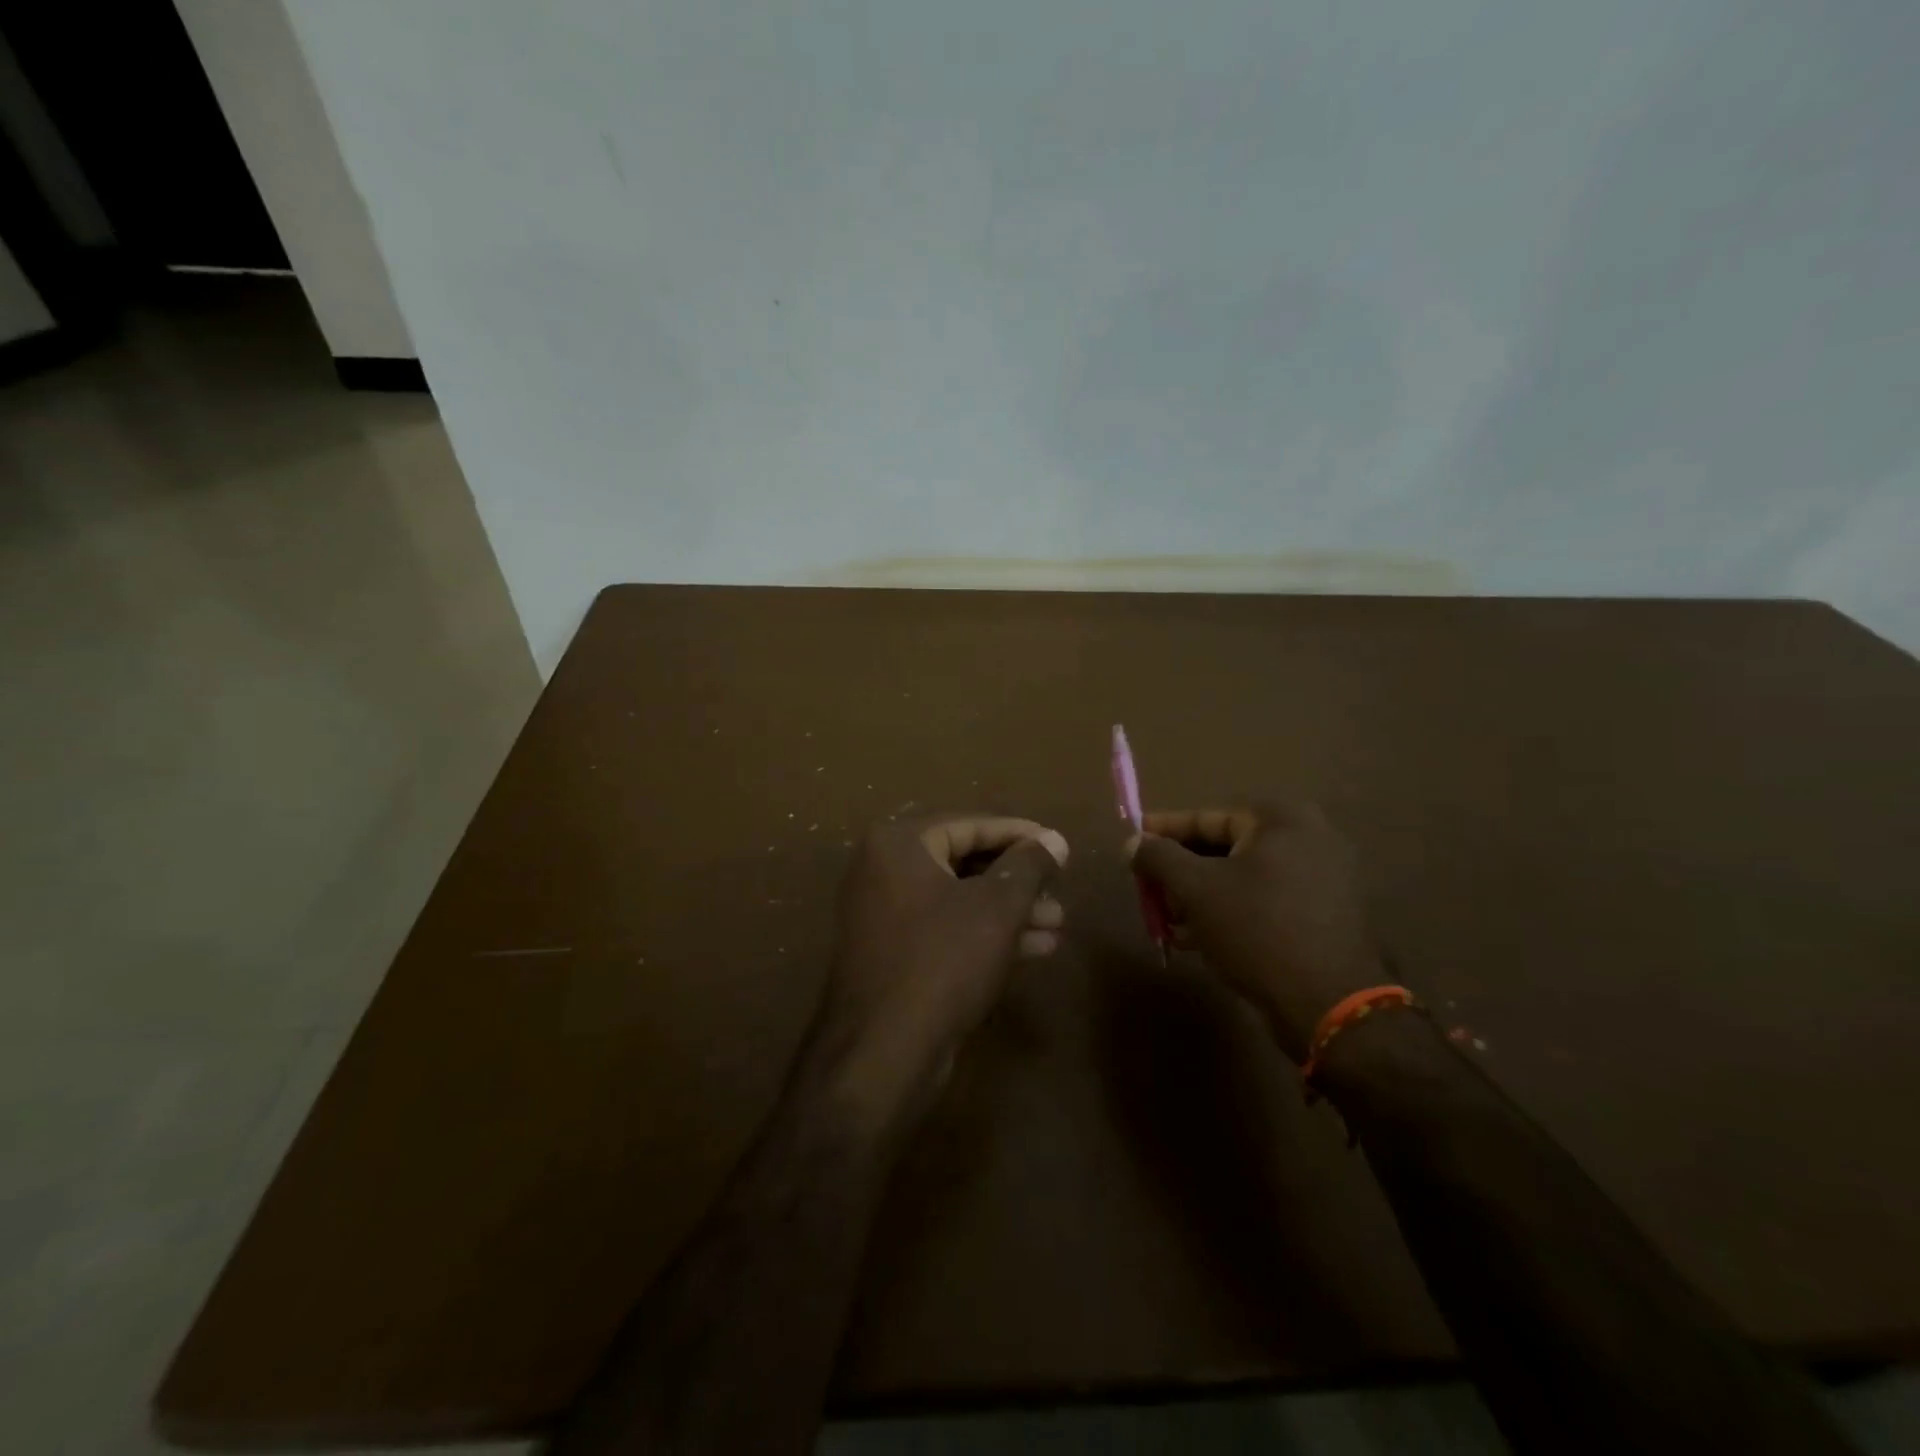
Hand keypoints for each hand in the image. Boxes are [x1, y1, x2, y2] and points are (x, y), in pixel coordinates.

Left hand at [817, 814, 1068, 1125]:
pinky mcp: (893, 951)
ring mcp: (884, 912)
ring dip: (1009, 908)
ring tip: (1057, 921)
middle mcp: (884, 869)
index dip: (1021, 834)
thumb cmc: (942, 963)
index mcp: (898, 843)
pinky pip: (946, 926)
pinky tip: (1035, 947)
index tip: (1059, 845)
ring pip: (959, 897)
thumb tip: (1054, 839)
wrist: (882, 1054)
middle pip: (964, 860)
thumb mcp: (997, 908)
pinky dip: (986, 932)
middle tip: (1059, 887)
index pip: (970, 824)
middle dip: (1017, 877)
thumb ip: (1028, 866)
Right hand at [1128, 803, 1385, 1061]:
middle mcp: (1310, 837)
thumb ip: (1158, 857)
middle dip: (1182, 872)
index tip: (1132, 842)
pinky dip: (1233, 911)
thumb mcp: (1195, 889)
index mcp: (1281, 819)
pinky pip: (1267, 899)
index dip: (1163, 831)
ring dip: (1203, 897)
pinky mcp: (1329, 913)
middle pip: (1224, 848)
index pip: (1206, 818)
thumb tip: (1132, 842)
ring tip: (1171, 922)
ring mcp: (1325, 876)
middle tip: (1150, 890)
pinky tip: (1202, 939)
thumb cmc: (1257, 930)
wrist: (1331, 1004)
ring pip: (1244, 877)